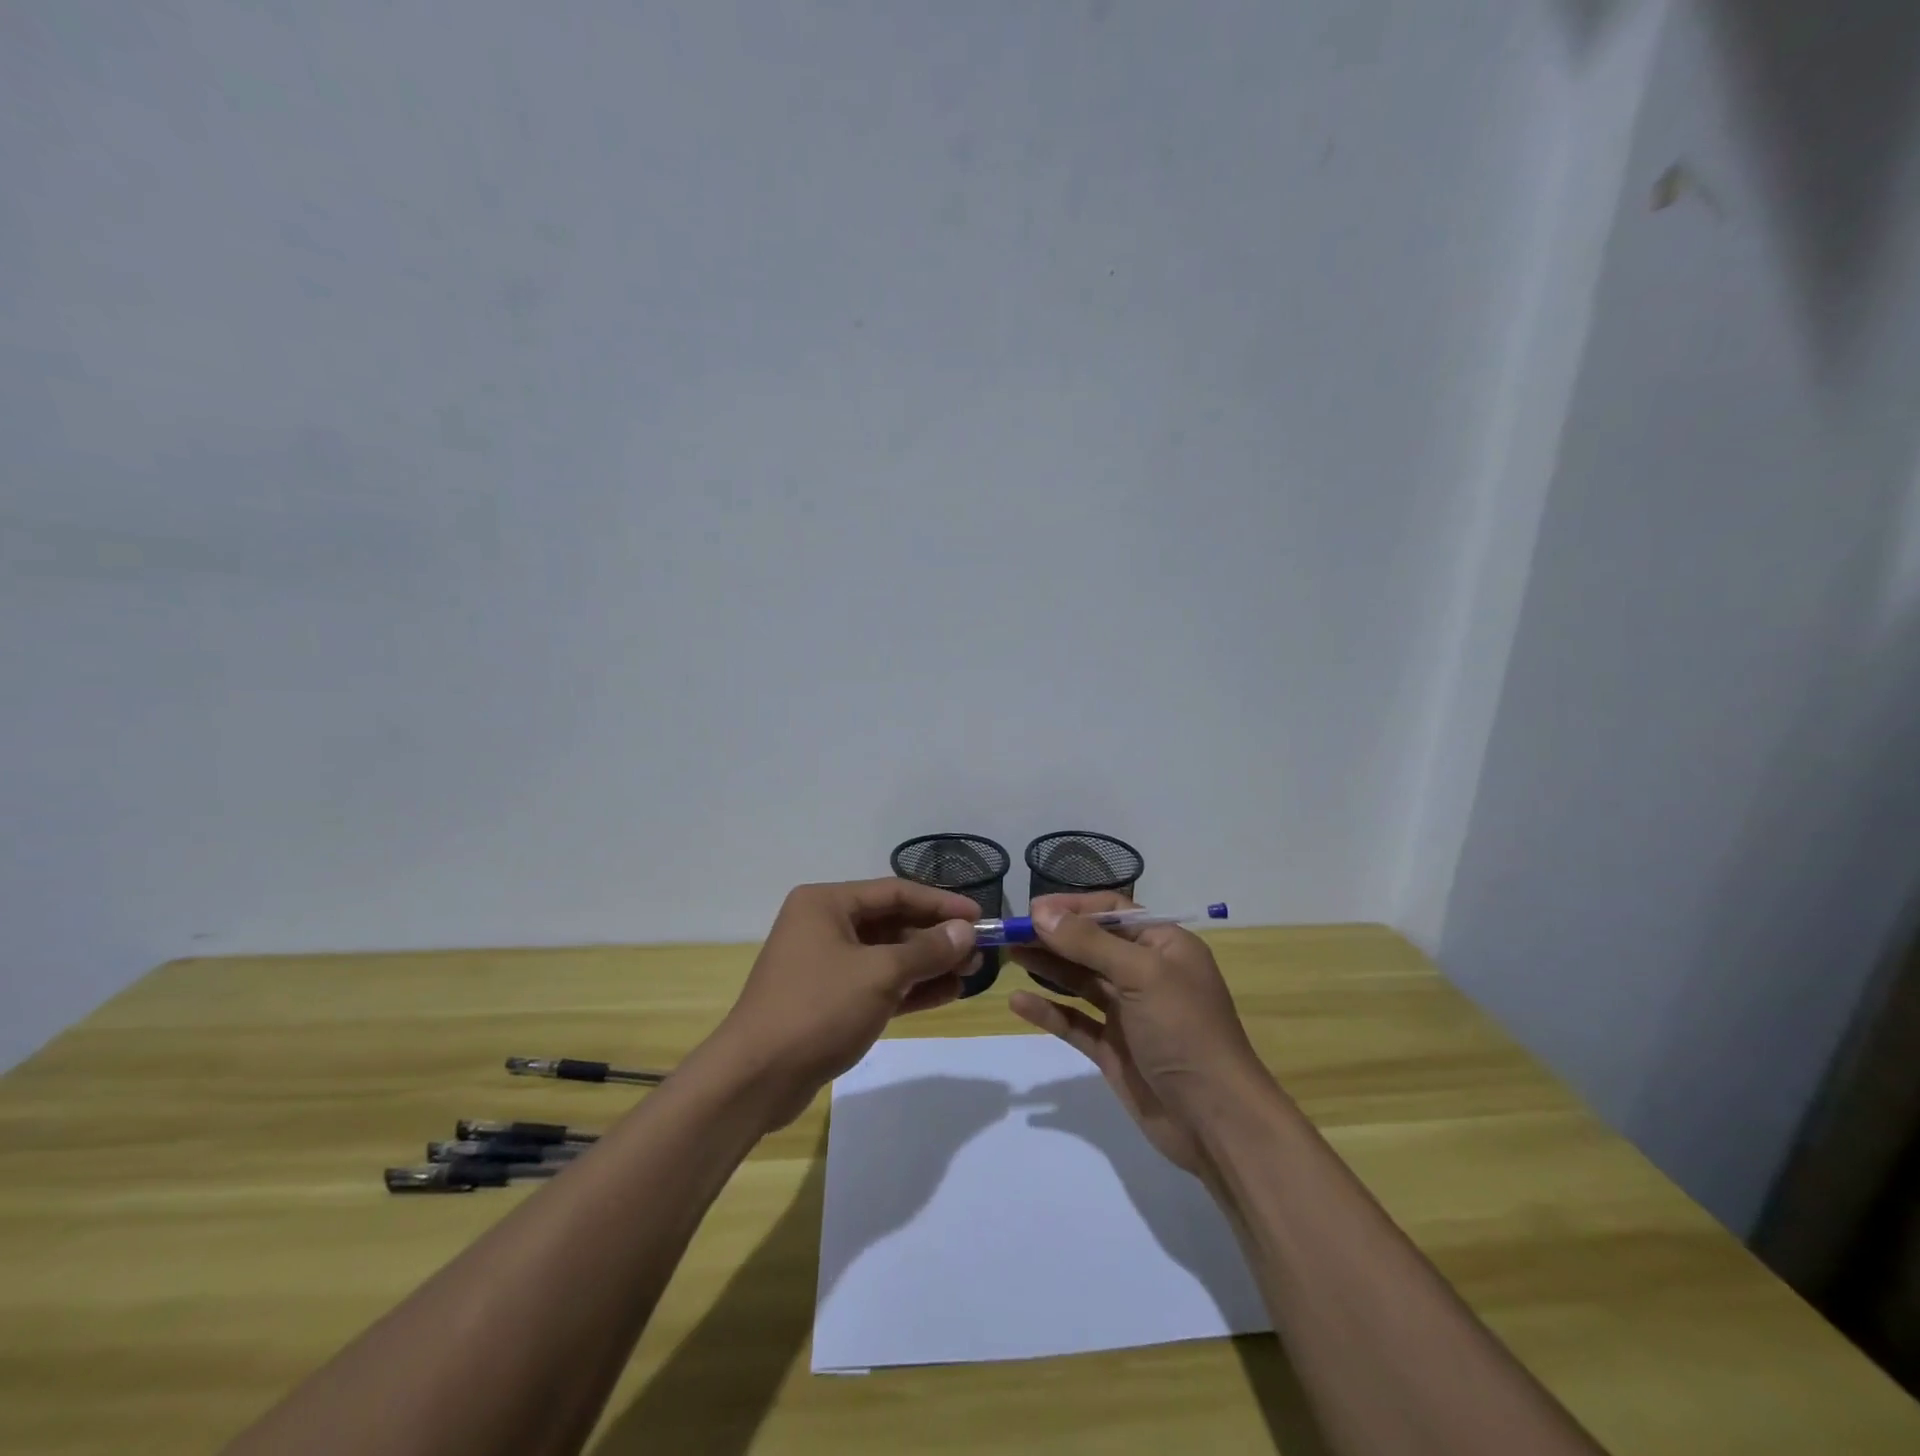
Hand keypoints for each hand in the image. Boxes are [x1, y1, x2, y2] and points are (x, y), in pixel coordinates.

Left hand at [709, 879, 979, 1126]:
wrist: (756, 1079)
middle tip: (979, 951)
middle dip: (936, 937)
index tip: (980, 915)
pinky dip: (909, 988)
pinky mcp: (829, 1000)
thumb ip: (927, 950)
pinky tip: (946, 993)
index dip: (940, 902)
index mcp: (826, 904)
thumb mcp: (880, 974)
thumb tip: (966, 930)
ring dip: (927, 963)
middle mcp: (824, 925)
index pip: (895, 892)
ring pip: (887, 955)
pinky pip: (877, 984)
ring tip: (970, 973)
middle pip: (892, 922)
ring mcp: (825, 964)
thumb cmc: (818, 1009)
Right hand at [1007, 894, 1270, 1174]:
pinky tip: (1018, 1003)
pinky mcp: (1113, 1048)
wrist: (1216, 1121)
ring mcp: (1128, 1013)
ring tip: (1009, 954)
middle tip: (1010, 932)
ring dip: (1047, 966)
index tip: (1032, 910)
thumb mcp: (1141, 975)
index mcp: (1163, 945)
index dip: (1073, 907)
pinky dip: (1048, 1011)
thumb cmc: (1184, 1031)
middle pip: (1091, 944)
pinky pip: (1074, 1021)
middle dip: (1053, 936)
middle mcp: (1146, 973)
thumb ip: (1088, 942)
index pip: (1113, 911)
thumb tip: (1041, 911)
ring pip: (1080, 980)